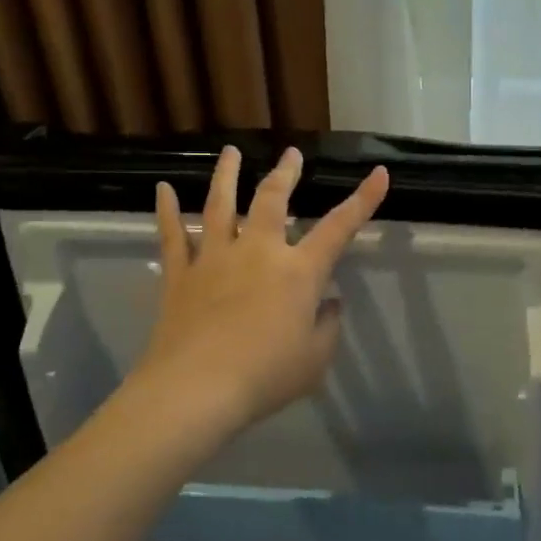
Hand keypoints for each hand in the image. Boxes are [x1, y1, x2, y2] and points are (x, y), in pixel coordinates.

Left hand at [136, 145, 389, 439]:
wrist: (197, 389)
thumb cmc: (266, 376)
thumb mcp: (315, 359)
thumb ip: (327, 326)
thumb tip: (329, 303)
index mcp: (298, 272)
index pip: (338, 228)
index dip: (362, 200)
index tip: (378, 173)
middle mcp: (257, 252)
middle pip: (272, 200)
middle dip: (285, 173)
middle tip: (291, 154)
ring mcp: (215, 258)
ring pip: (220, 204)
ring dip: (226, 175)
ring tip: (230, 152)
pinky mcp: (180, 274)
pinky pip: (172, 235)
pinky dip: (167, 210)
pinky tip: (163, 189)